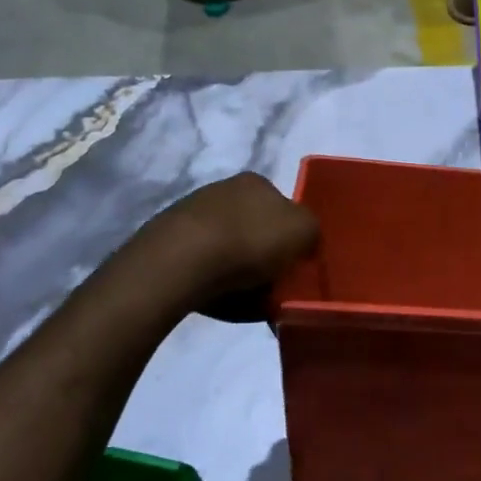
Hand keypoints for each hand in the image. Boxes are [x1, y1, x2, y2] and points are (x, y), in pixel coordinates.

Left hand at [143, 173, 318, 319]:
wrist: (180, 262)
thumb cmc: (250, 241)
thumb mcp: (304, 231)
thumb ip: (312, 231)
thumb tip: (304, 242)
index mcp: (256, 181)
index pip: (283, 207)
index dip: (292, 237)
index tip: (294, 264)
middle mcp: (222, 189)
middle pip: (256, 227)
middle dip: (265, 255)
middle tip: (273, 285)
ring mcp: (191, 213)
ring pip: (229, 247)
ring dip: (239, 271)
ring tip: (245, 298)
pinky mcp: (168, 241)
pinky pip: (204, 265)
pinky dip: (214, 281)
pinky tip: (218, 297)